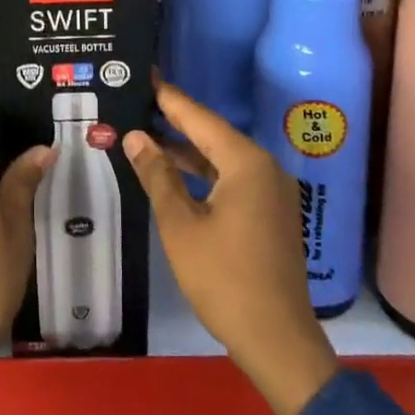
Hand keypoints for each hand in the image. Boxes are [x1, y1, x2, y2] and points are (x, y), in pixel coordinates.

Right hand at [124, 81, 340, 414]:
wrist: (278, 341)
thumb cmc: (224, 279)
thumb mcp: (180, 225)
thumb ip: (158, 175)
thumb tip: (136, 136)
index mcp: (246, 162)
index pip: (199, 117)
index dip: (168, 97)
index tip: (144, 73)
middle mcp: (264, 167)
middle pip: (212, 133)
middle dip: (175, 120)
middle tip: (138, 100)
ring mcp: (272, 191)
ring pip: (222, 157)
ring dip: (187, 149)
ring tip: (147, 133)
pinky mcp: (272, 212)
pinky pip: (233, 177)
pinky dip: (204, 172)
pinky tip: (176, 174)